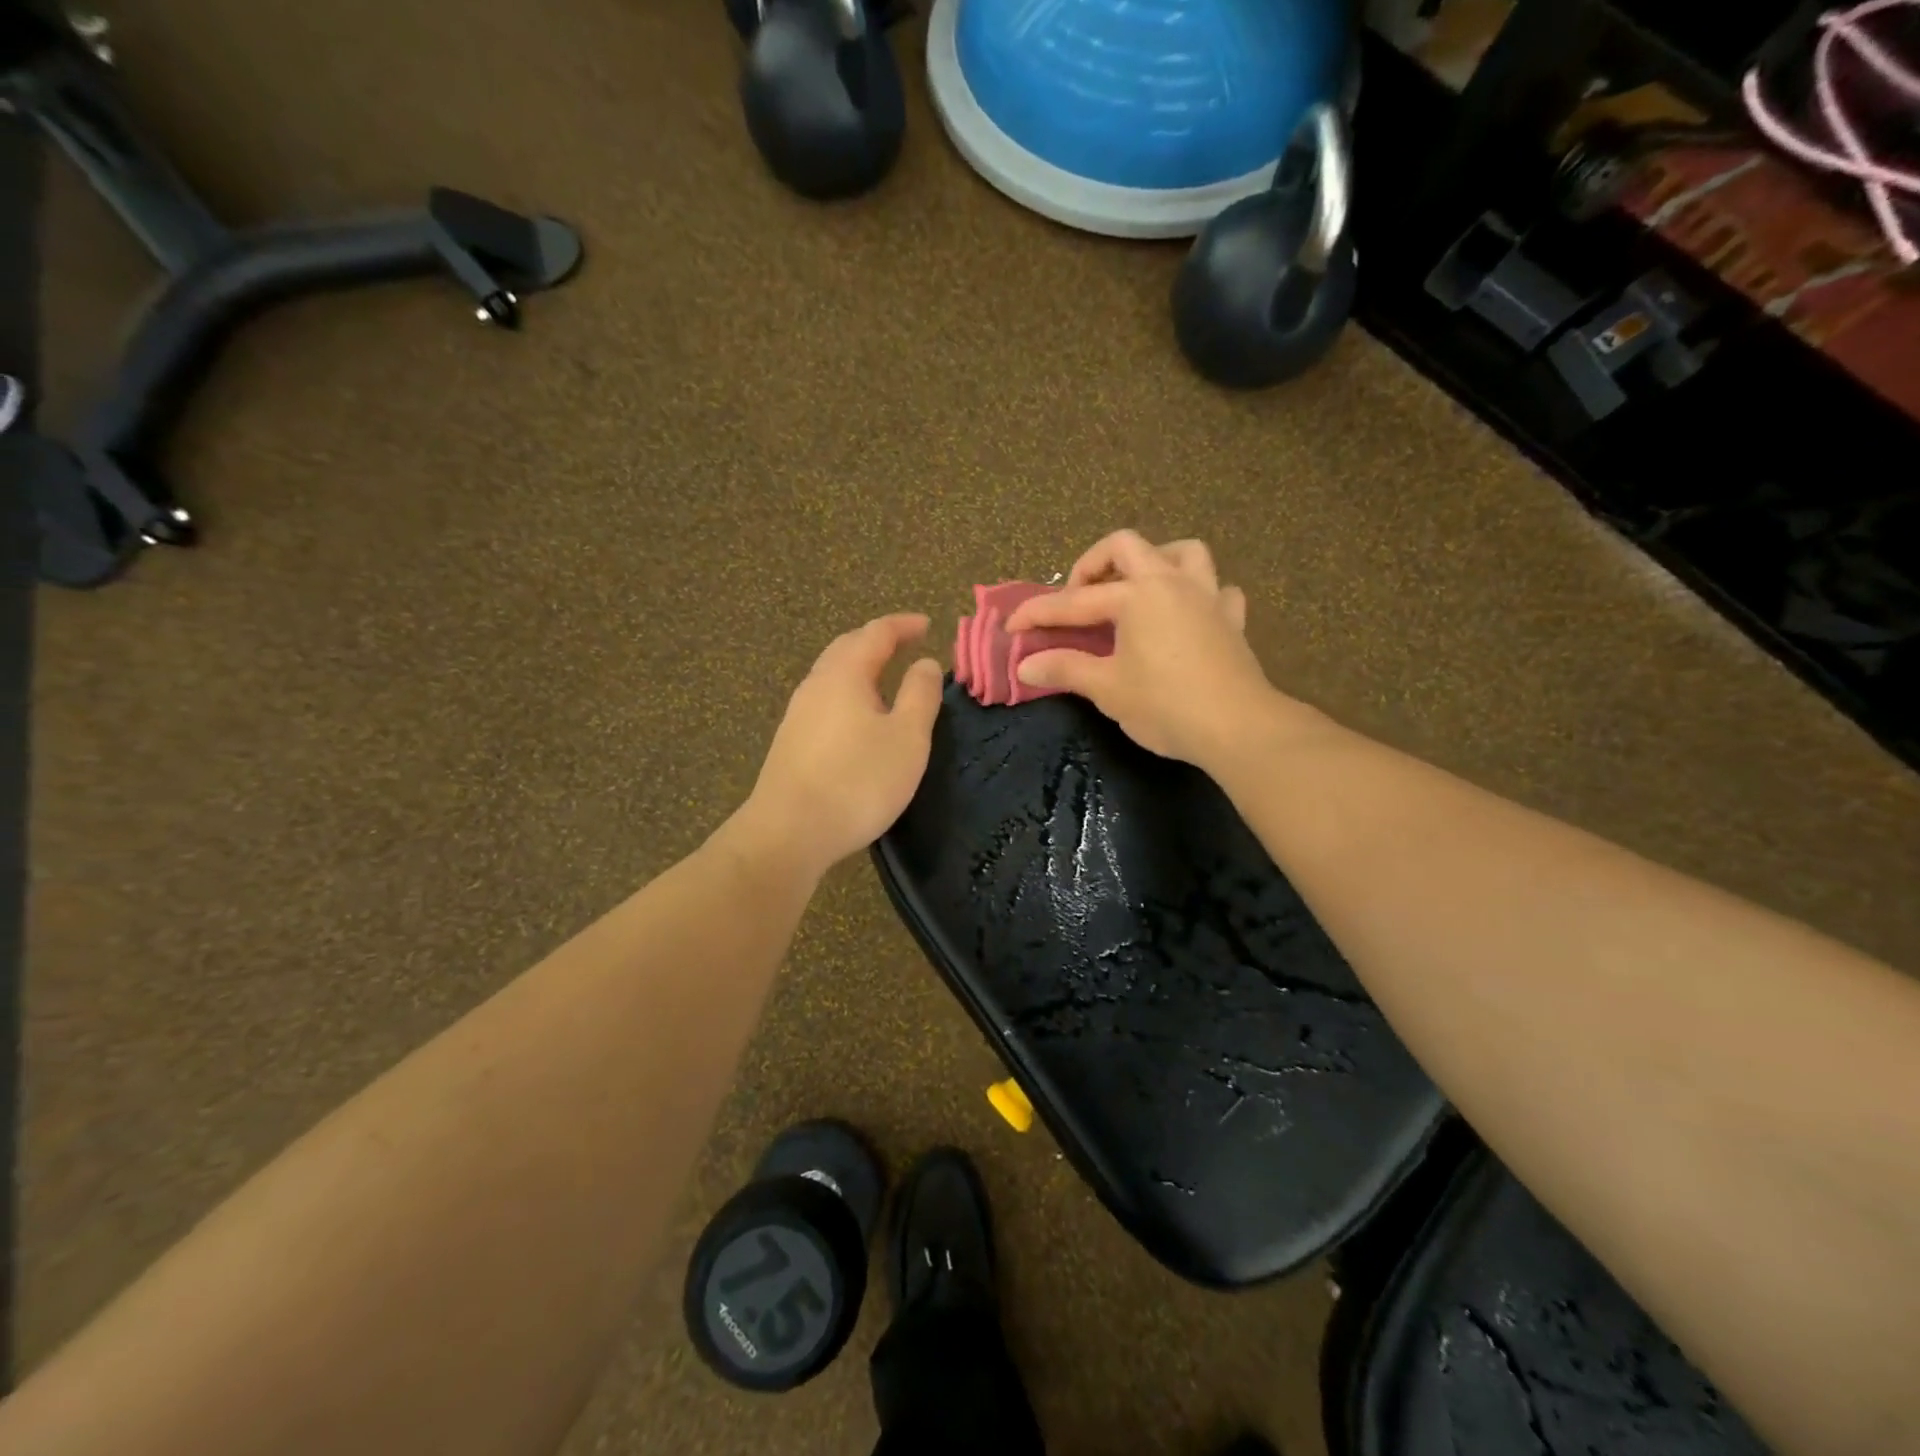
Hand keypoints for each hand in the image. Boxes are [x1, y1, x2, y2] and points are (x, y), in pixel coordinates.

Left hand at [739, 614, 944, 875]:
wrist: (789, 832)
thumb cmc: (858, 781)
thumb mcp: (907, 738)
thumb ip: (920, 695)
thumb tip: (925, 663)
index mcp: (845, 674)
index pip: (876, 633)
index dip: (903, 626)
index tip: (927, 625)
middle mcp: (816, 685)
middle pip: (847, 648)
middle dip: (878, 641)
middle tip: (905, 644)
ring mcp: (798, 714)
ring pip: (832, 675)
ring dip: (860, 667)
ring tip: (886, 678)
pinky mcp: (791, 742)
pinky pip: (825, 701)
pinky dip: (848, 694)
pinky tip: (858, 718)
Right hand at [1005, 531, 1289, 767]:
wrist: (1237, 727)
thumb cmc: (1165, 705)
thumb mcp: (1107, 689)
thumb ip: (1065, 669)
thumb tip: (1025, 666)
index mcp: (1136, 595)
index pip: (1074, 601)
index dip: (1038, 613)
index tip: (1012, 627)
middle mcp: (1171, 582)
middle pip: (1127, 547)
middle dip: (1093, 564)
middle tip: (1078, 596)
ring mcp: (1207, 596)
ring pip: (1184, 552)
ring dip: (1155, 560)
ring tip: (1136, 588)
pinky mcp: (1232, 620)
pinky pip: (1217, 590)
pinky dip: (1200, 594)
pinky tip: (1188, 614)